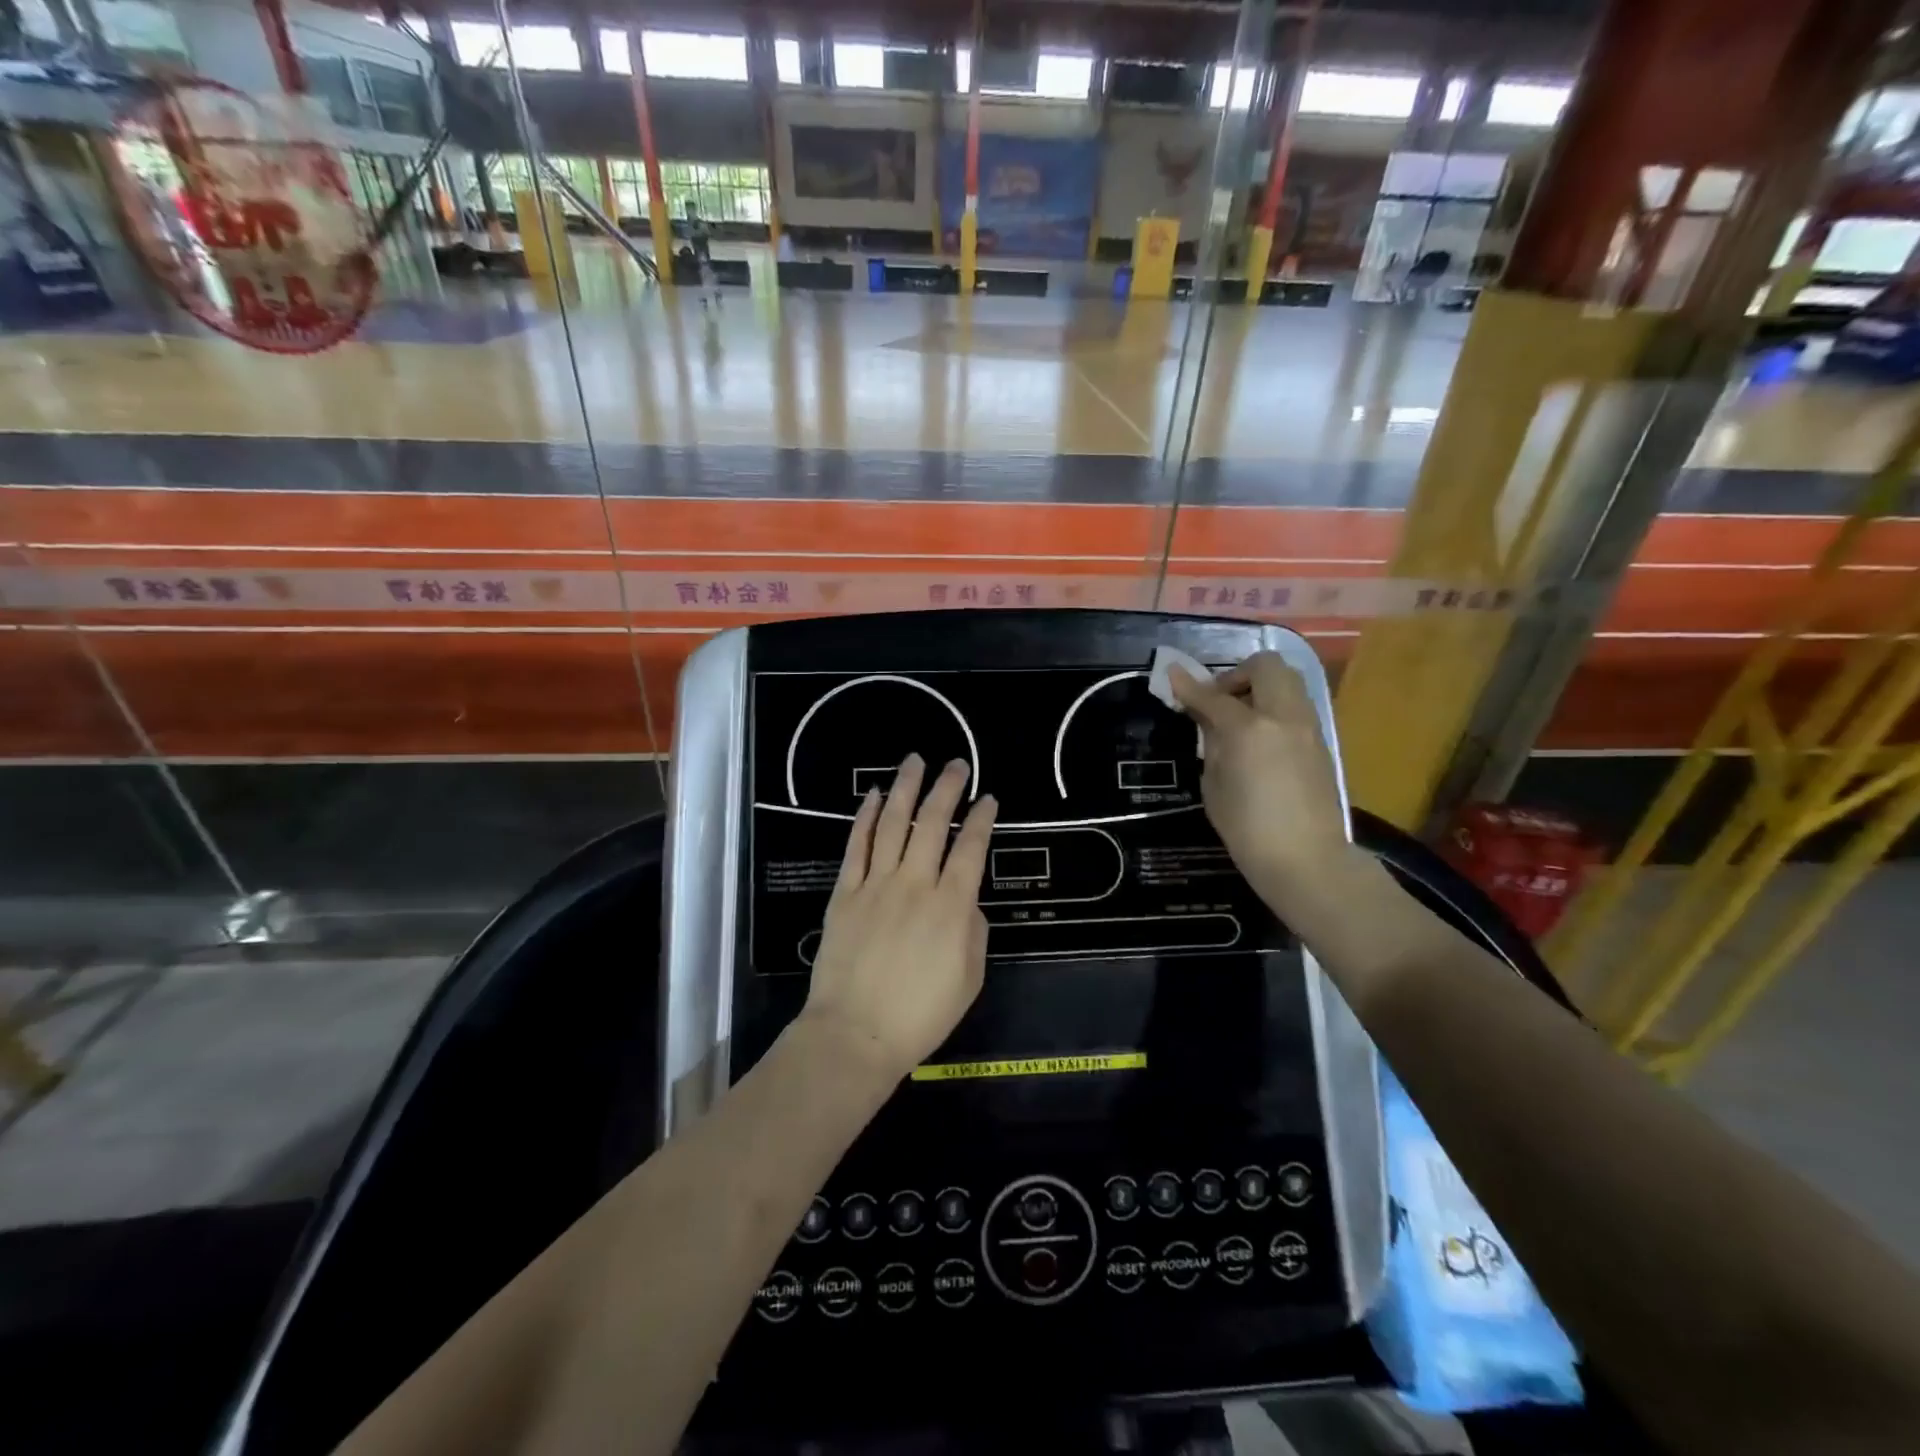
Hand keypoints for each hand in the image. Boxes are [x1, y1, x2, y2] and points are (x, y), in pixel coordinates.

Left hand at [799, 754, 997, 1084]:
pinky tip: (875, 796)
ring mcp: (876, 885)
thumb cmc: (920, 1014)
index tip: (988, 798)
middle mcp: (915, 884)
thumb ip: (973, 930)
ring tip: (915, 761)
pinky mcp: (846, 893)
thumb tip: (965, 901)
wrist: (856, 1034)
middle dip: (948, 789)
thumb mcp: (969, 978)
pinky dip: (866, 818)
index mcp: (952, 906)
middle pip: (933, 824)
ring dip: (907, 789)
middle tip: (956, 764)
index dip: (982, 820)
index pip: (971, 849)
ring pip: (893, 825)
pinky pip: (857, 846)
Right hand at [1170, 653, 1353, 912]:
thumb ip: (1212, 742)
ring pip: (1288, 680)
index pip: (1213, 696)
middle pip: (1265, 666)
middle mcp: (1283, 717)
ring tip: (1240, 718)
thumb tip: (1208, 719)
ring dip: (1260, 687)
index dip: (1189, 686)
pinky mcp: (1321, 741)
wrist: (1306, 859)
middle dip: (1237, 675)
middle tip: (1219, 701)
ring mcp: (1308, 726)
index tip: (1172, 675)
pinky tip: (1259, 738)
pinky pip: (1296, 706)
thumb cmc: (1247, 828)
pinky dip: (1275, 707)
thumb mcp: (1214, 784)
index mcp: (1249, 729)